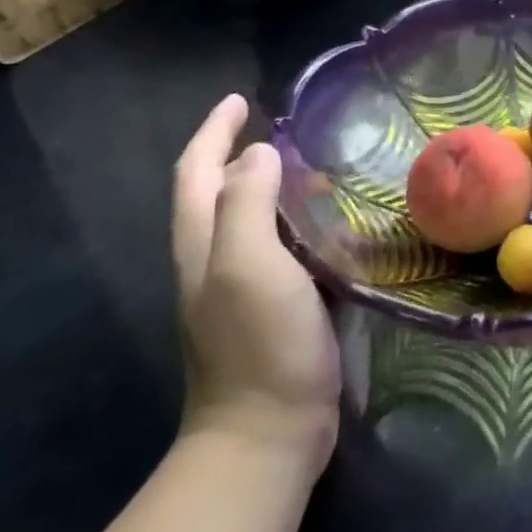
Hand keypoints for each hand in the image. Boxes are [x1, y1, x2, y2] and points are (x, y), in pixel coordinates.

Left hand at [172, 95, 341, 471]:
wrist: (267, 432)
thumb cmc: (260, 343)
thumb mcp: (248, 265)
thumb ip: (247, 204)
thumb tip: (259, 152)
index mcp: (202, 244)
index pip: (198, 171)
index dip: (214, 132)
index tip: (240, 99)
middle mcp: (215, 260)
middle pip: (218, 192)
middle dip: (241, 153)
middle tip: (289, 130)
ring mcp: (243, 287)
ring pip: (252, 219)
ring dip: (274, 186)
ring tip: (318, 167)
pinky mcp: (275, 307)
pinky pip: (283, 248)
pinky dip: (299, 222)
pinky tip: (333, 223)